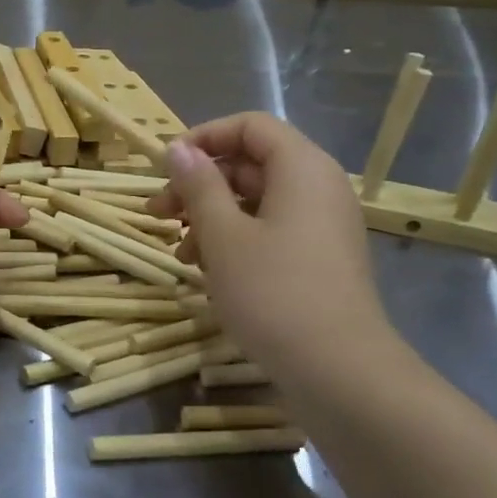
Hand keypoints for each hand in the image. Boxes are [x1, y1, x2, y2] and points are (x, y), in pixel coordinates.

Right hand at [151, 114, 398, 386]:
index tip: (165, 167)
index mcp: (301, 168)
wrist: (338, 370)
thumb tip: (179, 148)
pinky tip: (208, 273)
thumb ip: (199, 186)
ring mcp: (322, 226)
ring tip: (181, 254)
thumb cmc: (273, 292)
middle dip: (199, 186)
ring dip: (211, 219)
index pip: (250, 126)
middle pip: (250, 165)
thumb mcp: (223, 236)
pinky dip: (235, 242)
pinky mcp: (319, 260)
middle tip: (158, 215)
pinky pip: (271, 232)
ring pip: (256, 203)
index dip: (204, 138)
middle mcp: (318, 188)